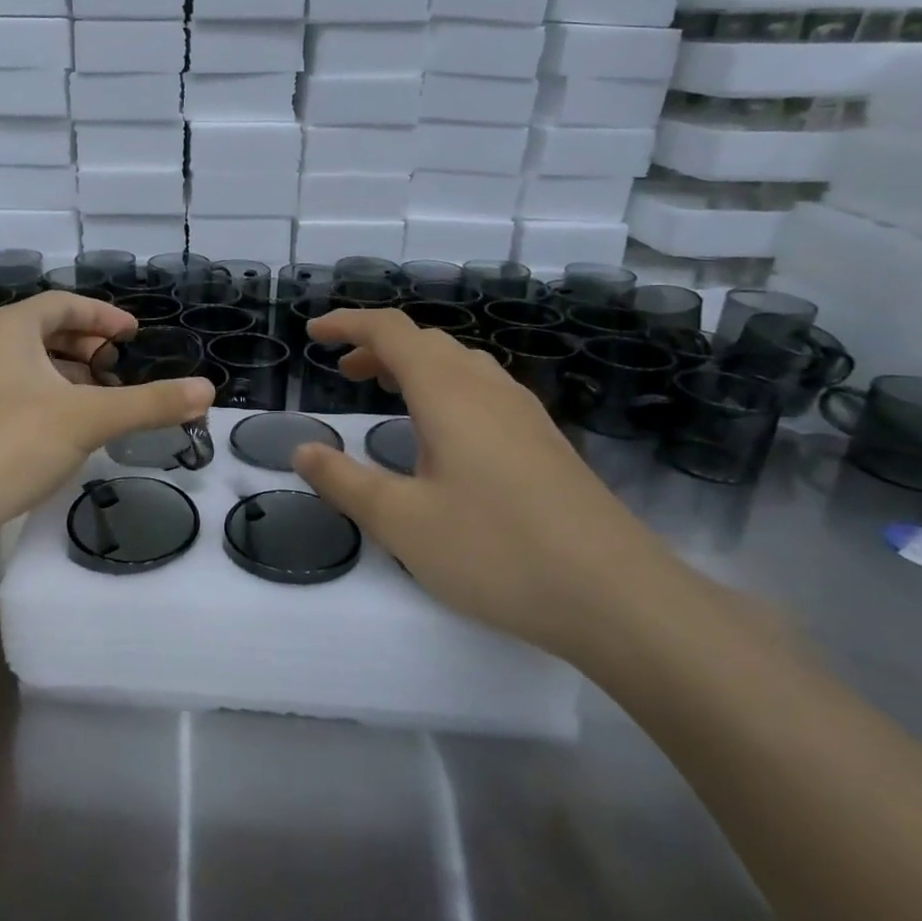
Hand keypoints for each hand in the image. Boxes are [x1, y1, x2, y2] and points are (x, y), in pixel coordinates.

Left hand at [0, 292, 212, 542]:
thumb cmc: (10, 442)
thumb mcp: (88, 419)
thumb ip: (149, 403)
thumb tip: (207, 390)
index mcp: (9, 328)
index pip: (64, 305)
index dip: (103, 316)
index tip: (134, 335)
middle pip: (45, 331)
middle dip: (87, 347)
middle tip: (120, 366)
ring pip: (30, 365)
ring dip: (68, 375)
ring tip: (100, 398)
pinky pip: (16, 392)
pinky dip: (48, 398)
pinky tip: (65, 429)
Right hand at [291, 308, 676, 658]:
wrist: (618, 596)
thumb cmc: (497, 550)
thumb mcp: (402, 522)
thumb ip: (344, 482)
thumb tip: (303, 450)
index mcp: (448, 392)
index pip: (391, 331)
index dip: (348, 324)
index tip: (314, 332)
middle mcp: (488, 388)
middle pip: (427, 342)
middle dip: (378, 346)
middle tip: (344, 372)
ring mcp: (524, 413)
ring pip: (459, 364)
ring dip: (414, 366)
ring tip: (386, 393)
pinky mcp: (544, 441)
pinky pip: (483, 390)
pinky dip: (445, 389)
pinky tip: (443, 434)